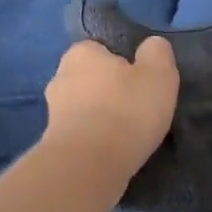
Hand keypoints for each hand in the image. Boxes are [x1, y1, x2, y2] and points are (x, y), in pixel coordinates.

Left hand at [42, 37, 178, 192]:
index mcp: (81, 52)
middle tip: (136, 110)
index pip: (102, 50)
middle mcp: (60, 76)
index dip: (123, 65)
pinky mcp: (52, 142)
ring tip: (126, 136)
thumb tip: (151, 46)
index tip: (141, 85)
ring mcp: (52, 112)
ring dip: (101, 118)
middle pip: (91, 79)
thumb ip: (157, 53)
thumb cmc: (126, 111)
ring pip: (84, 108)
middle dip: (109, 92)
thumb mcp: (158, 74)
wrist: (89, 165)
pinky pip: (80, 134)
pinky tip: (111, 152)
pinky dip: (93, 140)